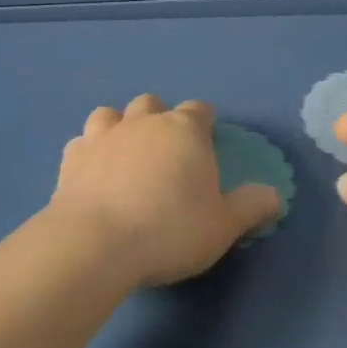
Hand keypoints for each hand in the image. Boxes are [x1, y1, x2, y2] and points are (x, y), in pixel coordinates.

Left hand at [48, 94, 282, 288]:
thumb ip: (251, 207)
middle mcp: (143, 123)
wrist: (96, 244)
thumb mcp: (223, 226)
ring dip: (120, 126)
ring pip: (111, 114)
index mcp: (185, 131)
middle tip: (167, 150)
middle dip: (160, 118)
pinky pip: (82, 143)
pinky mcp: (71, 159)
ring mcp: (103, 137)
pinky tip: (93, 173)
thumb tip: (275, 196)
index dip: (204, 122)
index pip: (199, 110)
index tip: (207, 139)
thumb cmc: (170, 230)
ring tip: (126, 154)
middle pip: (152, 104)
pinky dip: (90, 152)